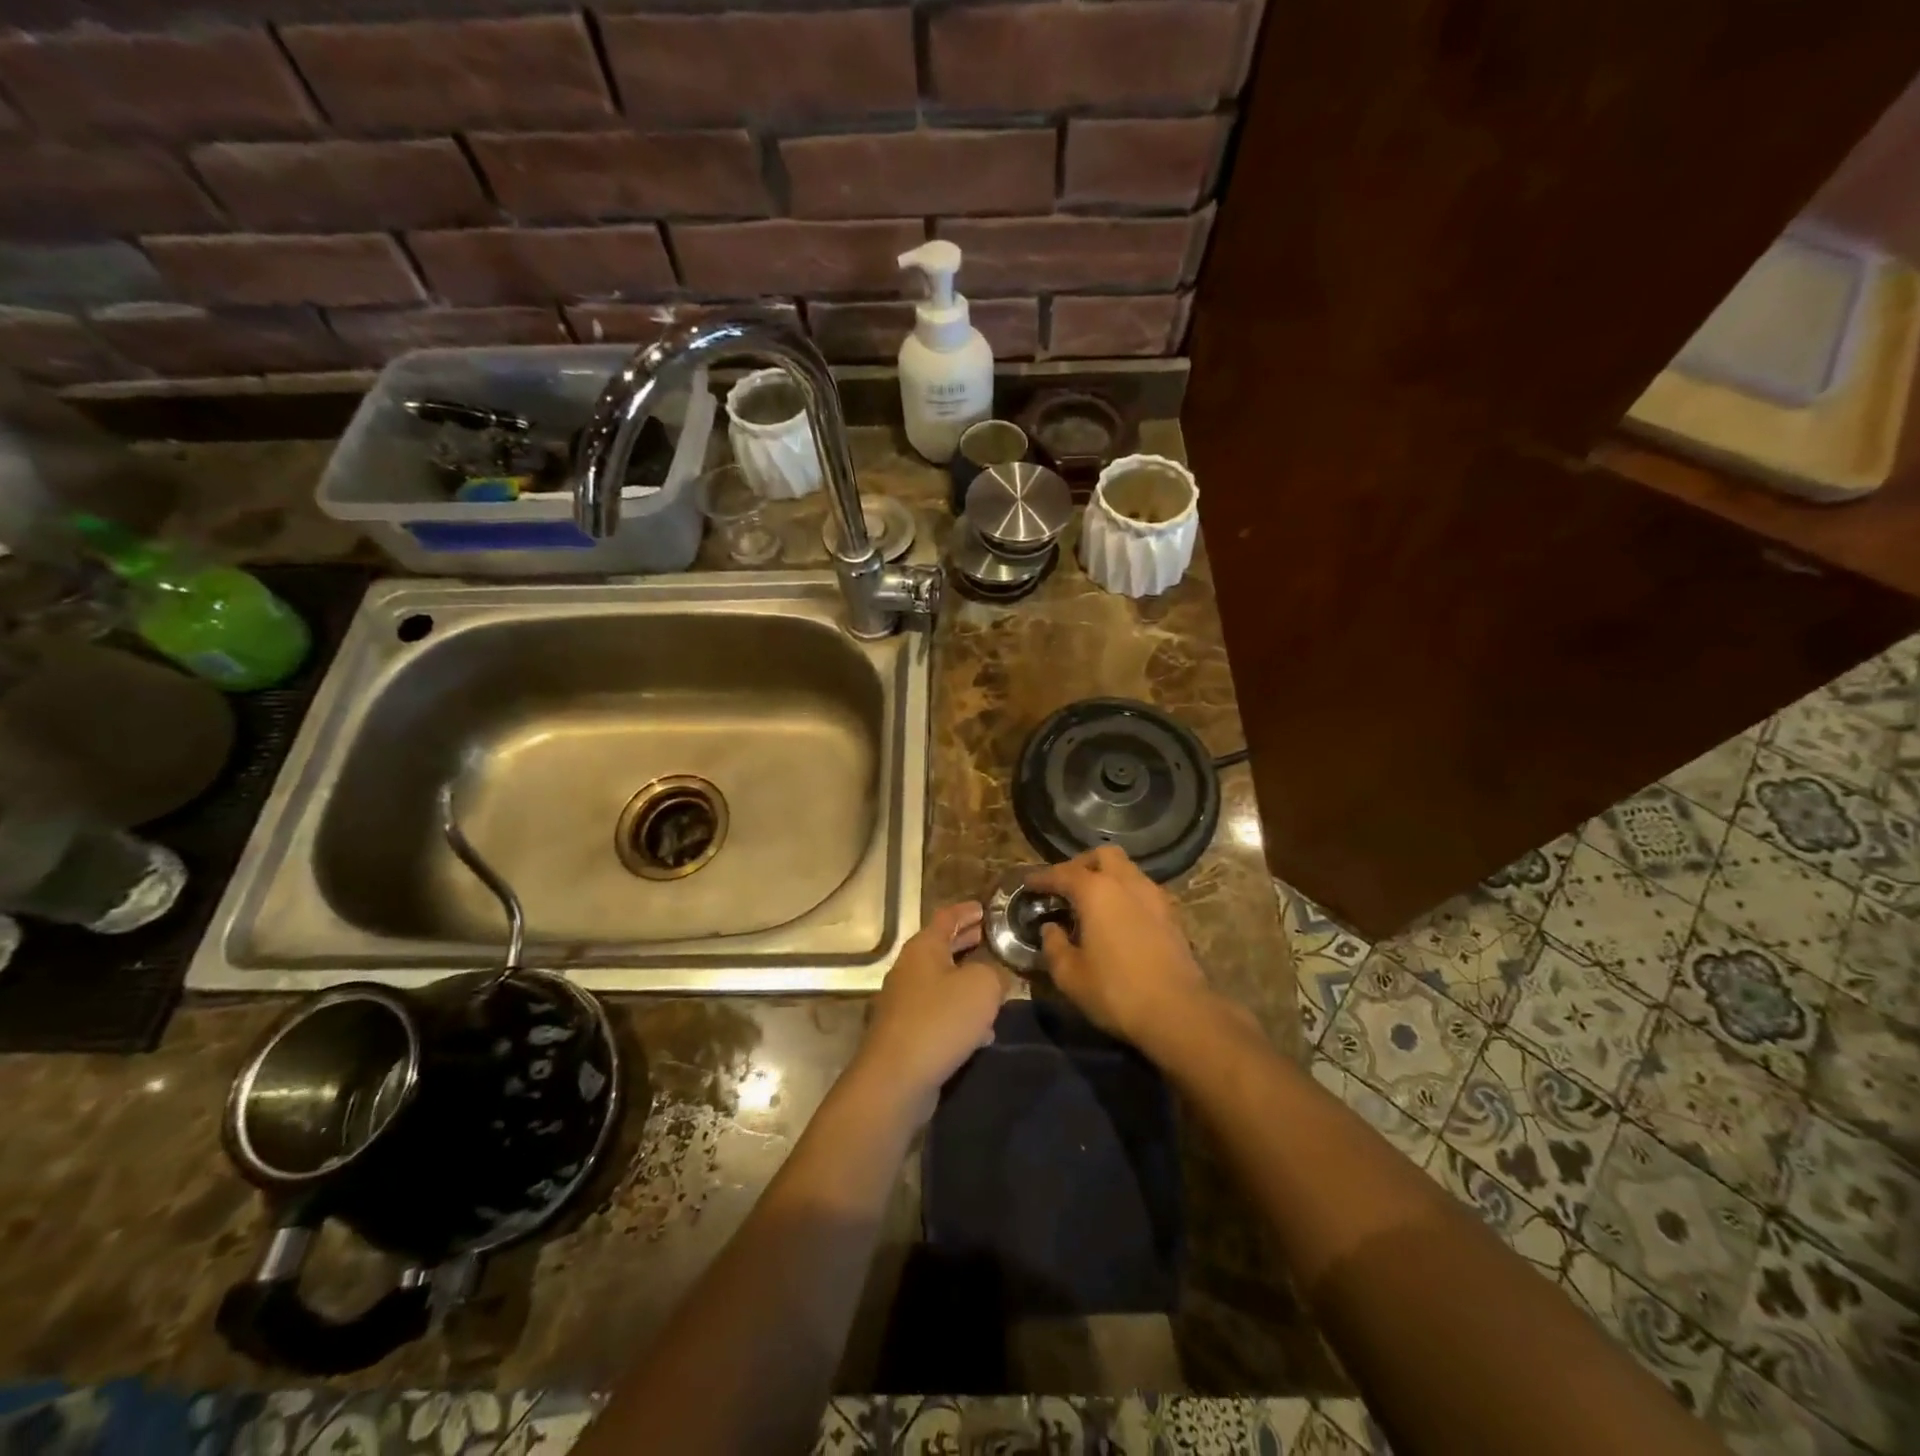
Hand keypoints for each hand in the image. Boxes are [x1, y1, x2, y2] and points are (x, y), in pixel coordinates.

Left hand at [855, 901, 1010, 1113]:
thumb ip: (995, 973)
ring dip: (966, 982)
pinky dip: (960, 1014)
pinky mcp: (906, 1033)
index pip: (947, 917)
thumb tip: (996, 976)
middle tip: (990, 939)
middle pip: (941, 948)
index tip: (984, 908)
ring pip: (942, 983)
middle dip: (966, 943)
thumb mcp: (983, 986)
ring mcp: (904, 1003)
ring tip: (994, 986)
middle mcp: (909, 969)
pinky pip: (939, 1014)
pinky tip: (982, 1032)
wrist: (897, 1078)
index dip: (967, 910)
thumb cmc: (941, 1019)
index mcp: (924, 948)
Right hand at [1028, 847, 1215, 1047]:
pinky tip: (1118, 919)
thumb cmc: (1116, 991)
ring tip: (1092, 902)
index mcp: (1096, 891)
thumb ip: (1053, 946)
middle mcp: (1127, 883)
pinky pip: (1142, 890)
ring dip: (1107, 877)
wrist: (1179, 1012)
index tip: (1028, 883)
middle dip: (1081, 865)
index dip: (1042, 877)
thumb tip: (1050, 929)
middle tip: (1065, 886)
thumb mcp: (1070, 975)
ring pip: (1127, 870)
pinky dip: (1125, 894)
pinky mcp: (1172, 915)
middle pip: (1102, 855)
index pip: (1063, 873)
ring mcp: (1154, 896)